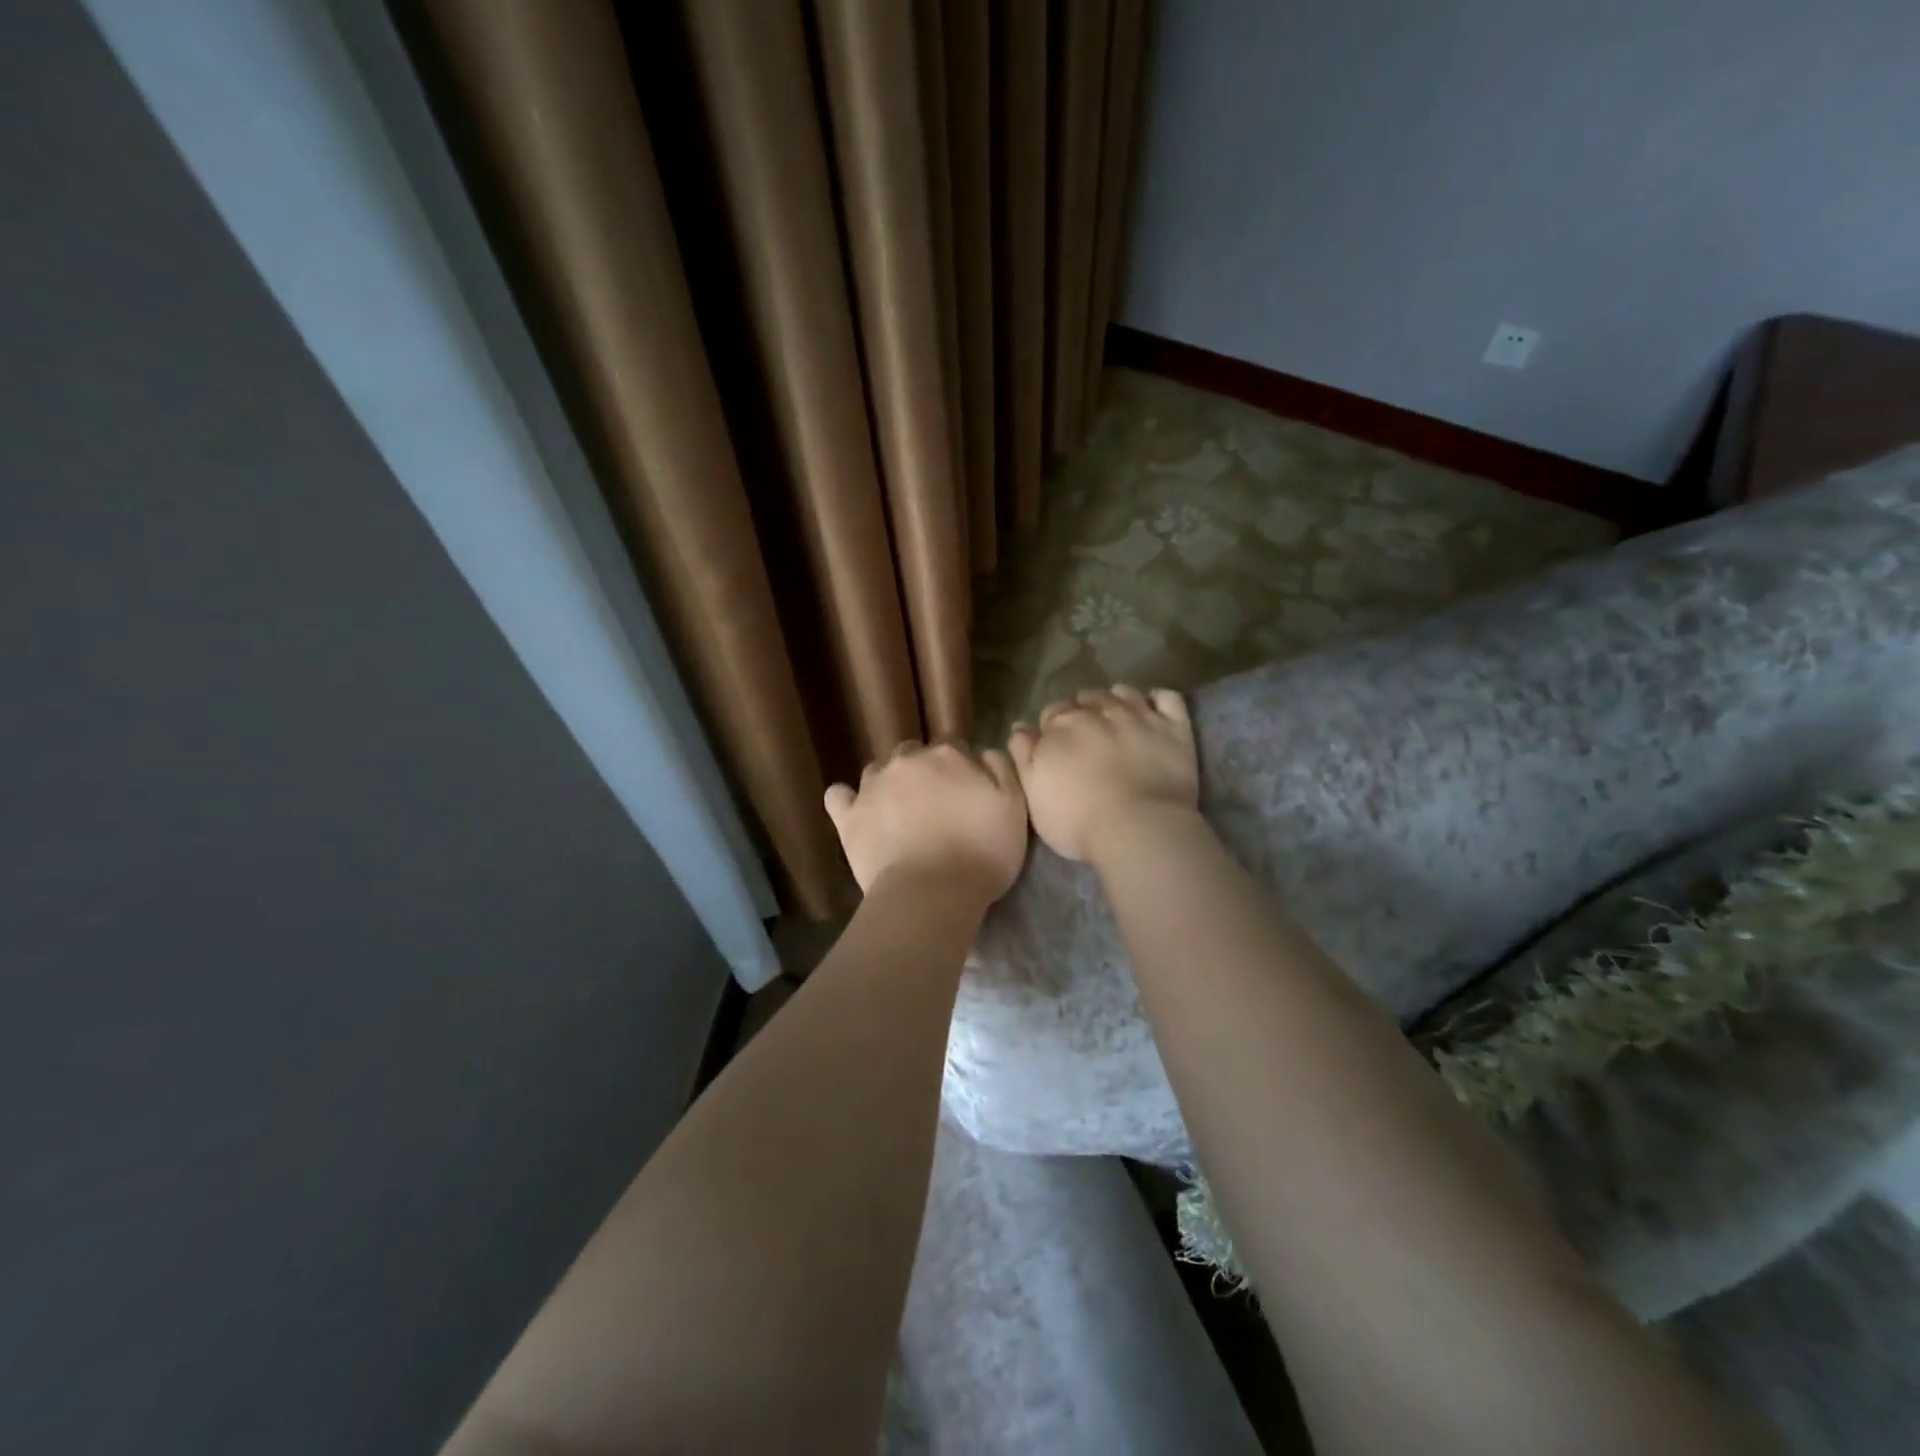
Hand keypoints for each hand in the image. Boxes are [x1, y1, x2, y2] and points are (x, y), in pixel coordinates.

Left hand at [824, 741, 1028, 900]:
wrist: (932, 893)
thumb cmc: (982, 853)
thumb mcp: (1014, 807)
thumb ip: (1001, 769)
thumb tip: (984, 751)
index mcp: (948, 755)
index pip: (953, 748)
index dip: (960, 770)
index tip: (966, 794)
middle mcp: (907, 760)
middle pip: (914, 755)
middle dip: (922, 772)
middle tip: (934, 806)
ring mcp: (872, 786)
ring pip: (878, 771)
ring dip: (888, 784)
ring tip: (898, 813)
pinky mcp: (848, 816)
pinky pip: (839, 796)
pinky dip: (847, 800)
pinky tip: (856, 811)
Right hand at [1008, 686, 1198, 861]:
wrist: (1137, 828)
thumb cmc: (1076, 820)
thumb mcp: (1033, 794)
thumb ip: (1023, 756)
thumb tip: (1020, 726)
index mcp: (1060, 726)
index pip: (1051, 712)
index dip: (1053, 728)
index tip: (1057, 745)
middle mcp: (1097, 710)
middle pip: (1085, 699)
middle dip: (1083, 711)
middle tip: (1087, 736)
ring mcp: (1138, 715)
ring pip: (1122, 691)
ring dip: (1115, 700)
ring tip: (1117, 718)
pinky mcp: (1173, 727)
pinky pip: (1167, 698)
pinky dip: (1158, 700)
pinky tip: (1154, 711)